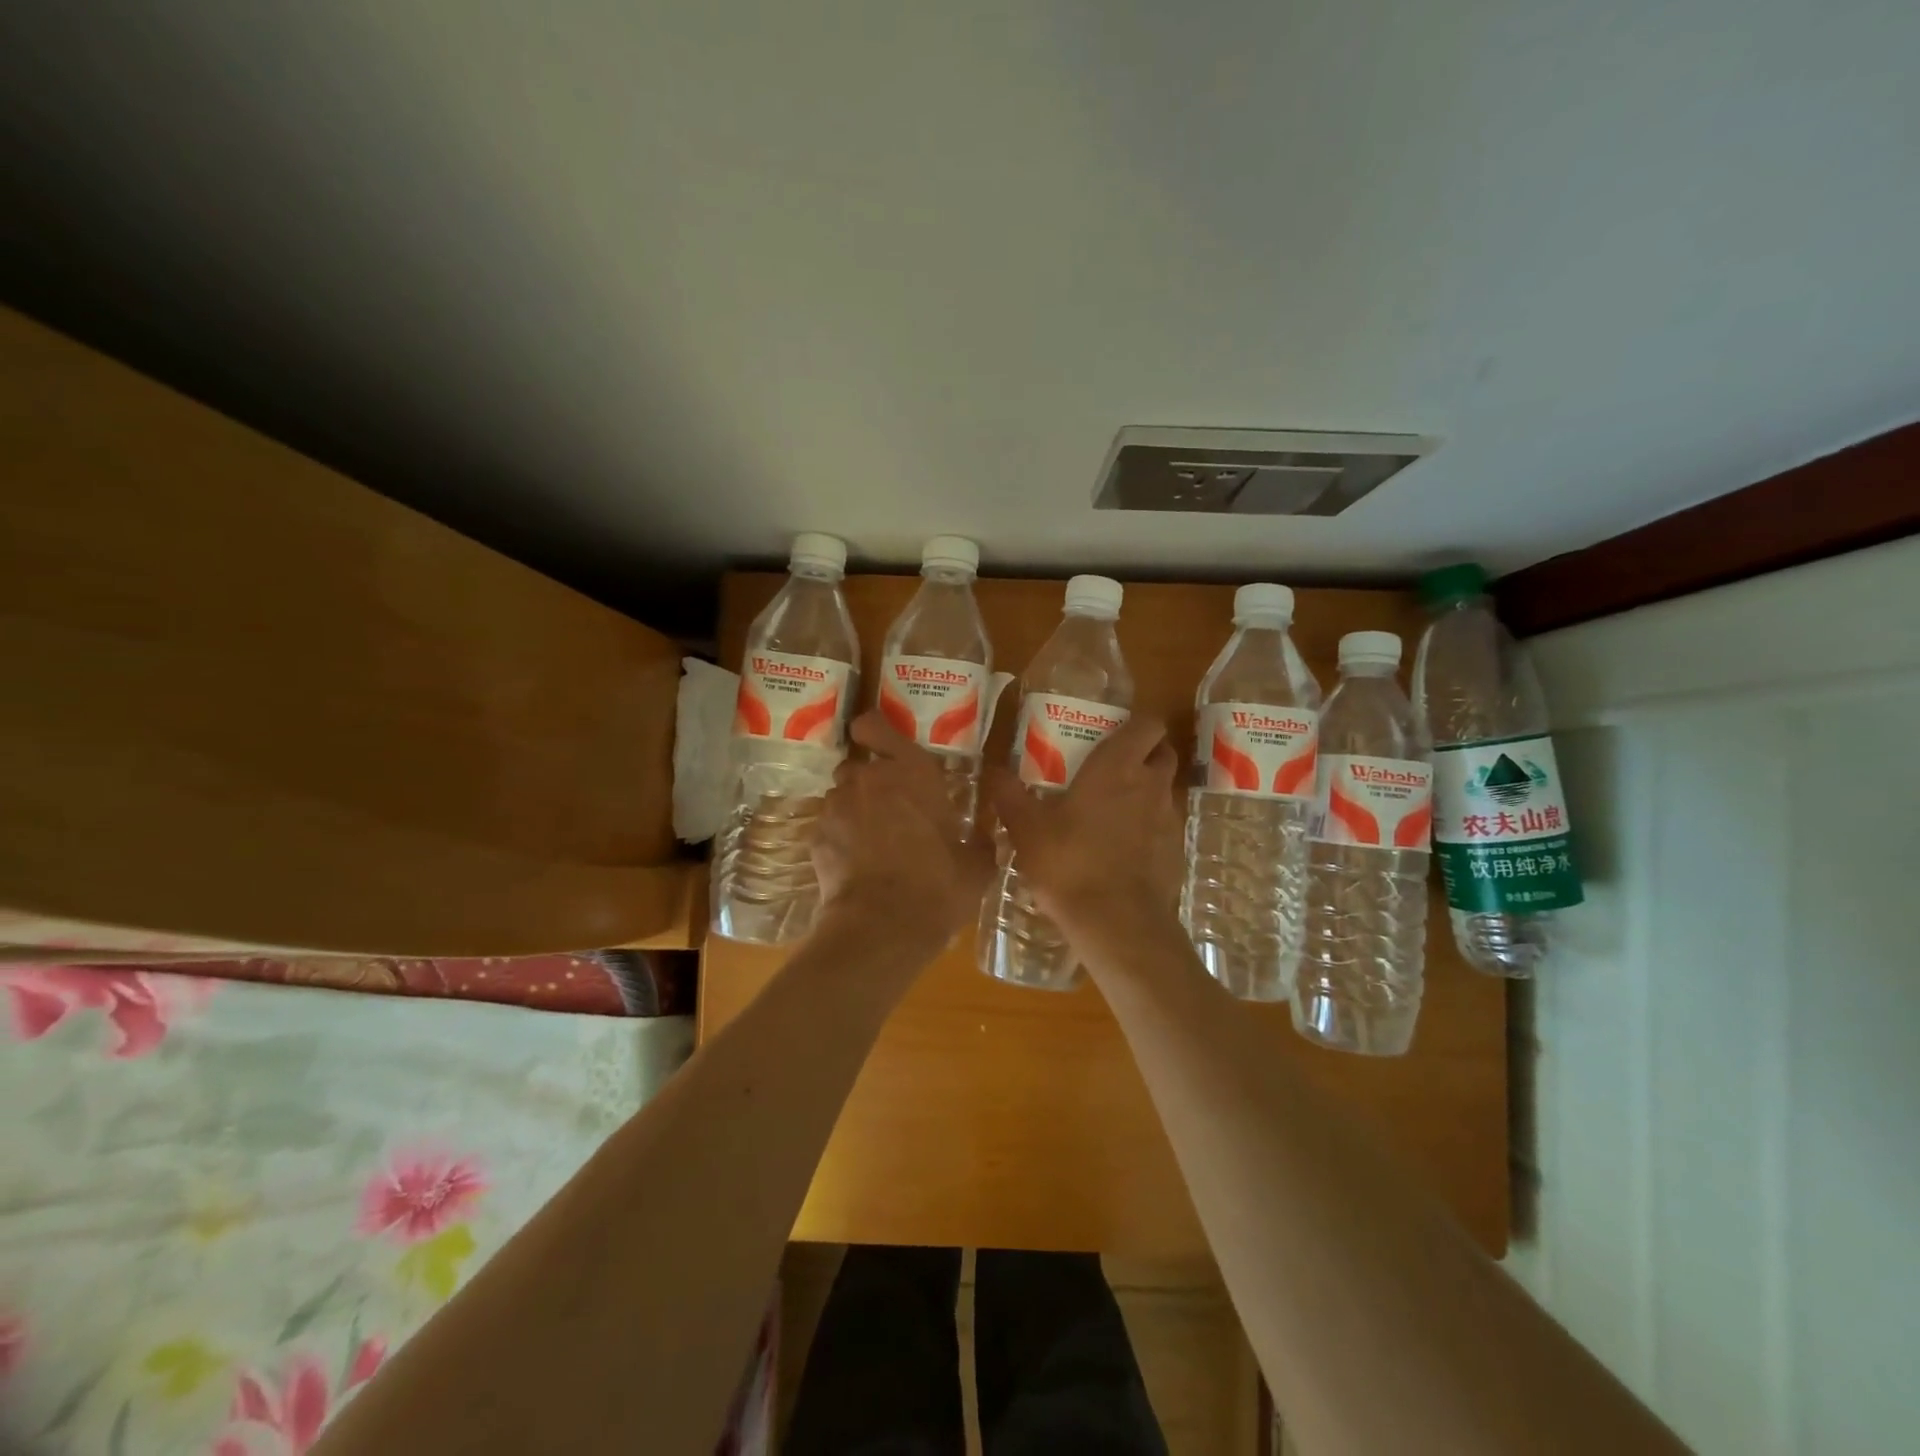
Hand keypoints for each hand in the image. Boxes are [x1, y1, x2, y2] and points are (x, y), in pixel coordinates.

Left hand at [813, 711, 991, 952]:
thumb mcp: (976, 864)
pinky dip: (841, 839)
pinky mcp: (816, 836)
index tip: (881, 744)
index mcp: (911, 772)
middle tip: (892, 810)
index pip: (875, 725)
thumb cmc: (939, 886)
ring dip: (856, 810)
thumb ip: (979, 840)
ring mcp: (837, 806)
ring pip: (842, 796)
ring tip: (874, 844)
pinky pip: (829, 827)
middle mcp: (868, 778)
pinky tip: (857, 866)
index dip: (874, 731)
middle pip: (860, 765)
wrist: (883, 927)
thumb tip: (984, 837)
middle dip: (872, 782)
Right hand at [984, 715, 1183, 948]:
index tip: (1114, 732)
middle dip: (1146, 753)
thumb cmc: (1069, 862)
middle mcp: (1152, 785)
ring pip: (1165, 790)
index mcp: (1118, 767)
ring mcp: (1170, 820)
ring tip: (1114, 810)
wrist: (1116, 923)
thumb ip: (1009, 794)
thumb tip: (992, 770)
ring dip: (1147, 791)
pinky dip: (1151, 829)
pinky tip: (1124, 850)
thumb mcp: (1026, 828)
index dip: (1136, 724)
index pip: (1148, 724)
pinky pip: (1166, 828)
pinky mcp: (1176, 852)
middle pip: (1163, 753)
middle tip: (1113, 767)